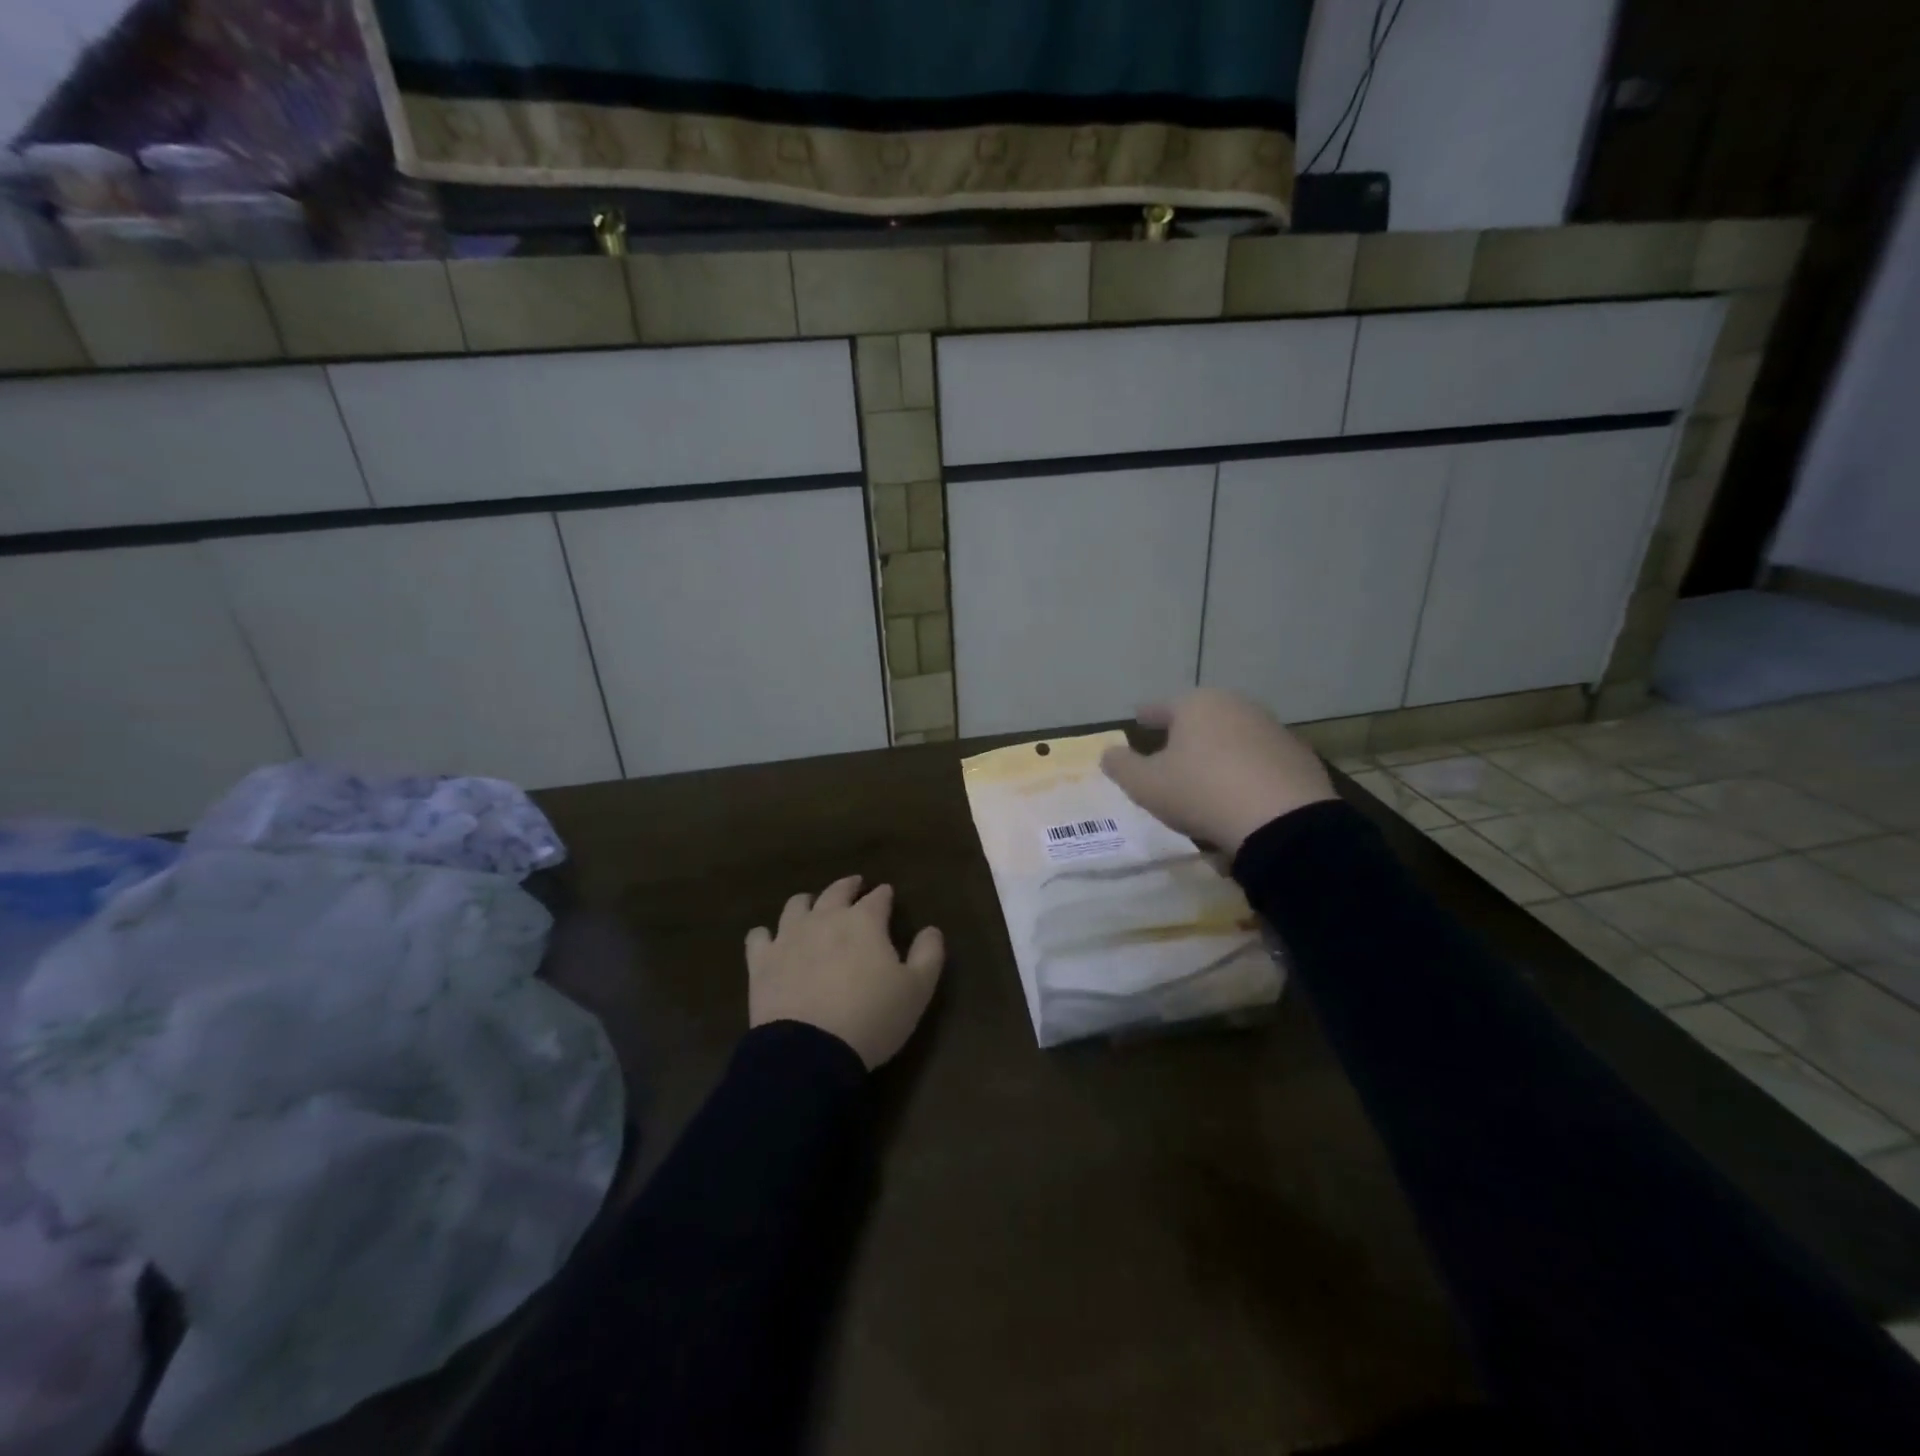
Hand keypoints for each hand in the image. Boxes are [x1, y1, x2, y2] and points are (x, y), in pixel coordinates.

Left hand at [746, 875, 944, 1069]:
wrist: (810, 1051)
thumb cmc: (872, 1018)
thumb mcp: (917, 990)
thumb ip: (929, 954)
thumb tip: (932, 929)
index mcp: (864, 922)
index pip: (878, 898)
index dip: (884, 895)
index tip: (888, 894)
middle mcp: (825, 918)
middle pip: (836, 891)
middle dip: (848, 886)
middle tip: (855, 886)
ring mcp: (789, 937)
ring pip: (796, 905)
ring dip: (808, 902)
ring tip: (813, 907)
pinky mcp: (762, 961)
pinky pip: (759, 936)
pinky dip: (766, 934)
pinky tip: (770, 939)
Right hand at [1100, 689, 1337, 853]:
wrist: (1282, 820)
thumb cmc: (1201, 792)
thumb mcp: (1145, 785)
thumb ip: (1121, 766)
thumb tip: (1109, 753)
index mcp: (1196, 705)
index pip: (1161, 706)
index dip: (1147, 715)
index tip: (1138, 719)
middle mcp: (1235, 706)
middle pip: (1201, 716)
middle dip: (1185, 730)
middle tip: (1170, 748)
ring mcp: (1271, 729)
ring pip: (1232, 735)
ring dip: (1217, 749)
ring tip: (1206, 773)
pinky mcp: (1298, 756)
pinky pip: (1259, 759)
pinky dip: (1246, 769)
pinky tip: (1240, 791)